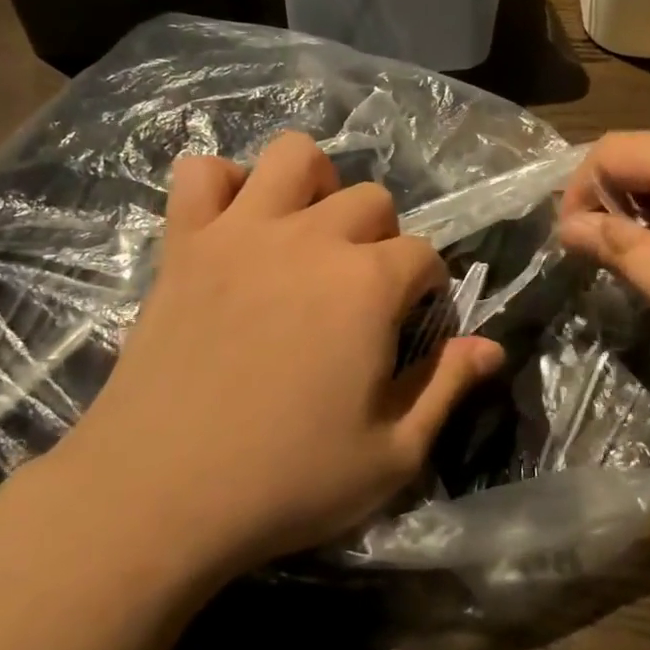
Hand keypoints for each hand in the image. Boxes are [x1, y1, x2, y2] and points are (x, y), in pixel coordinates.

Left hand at [59, 132, 502, 578]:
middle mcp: (311, 238)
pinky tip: (235, 225)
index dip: (427, 290)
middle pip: (370, 199)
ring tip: (307, 233)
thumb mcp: (392, 454)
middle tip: (361, 293)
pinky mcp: (185, 242)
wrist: (157, 494)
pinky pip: (200, 172)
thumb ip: (447, 388)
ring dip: (313, 185)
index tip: (410, 327)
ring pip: (293, 155)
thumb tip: (491, 346)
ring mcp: (242, 231)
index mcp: (368, 284)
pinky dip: (223, 185)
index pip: (423, 254)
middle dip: (381, 239)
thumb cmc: (286, 481)